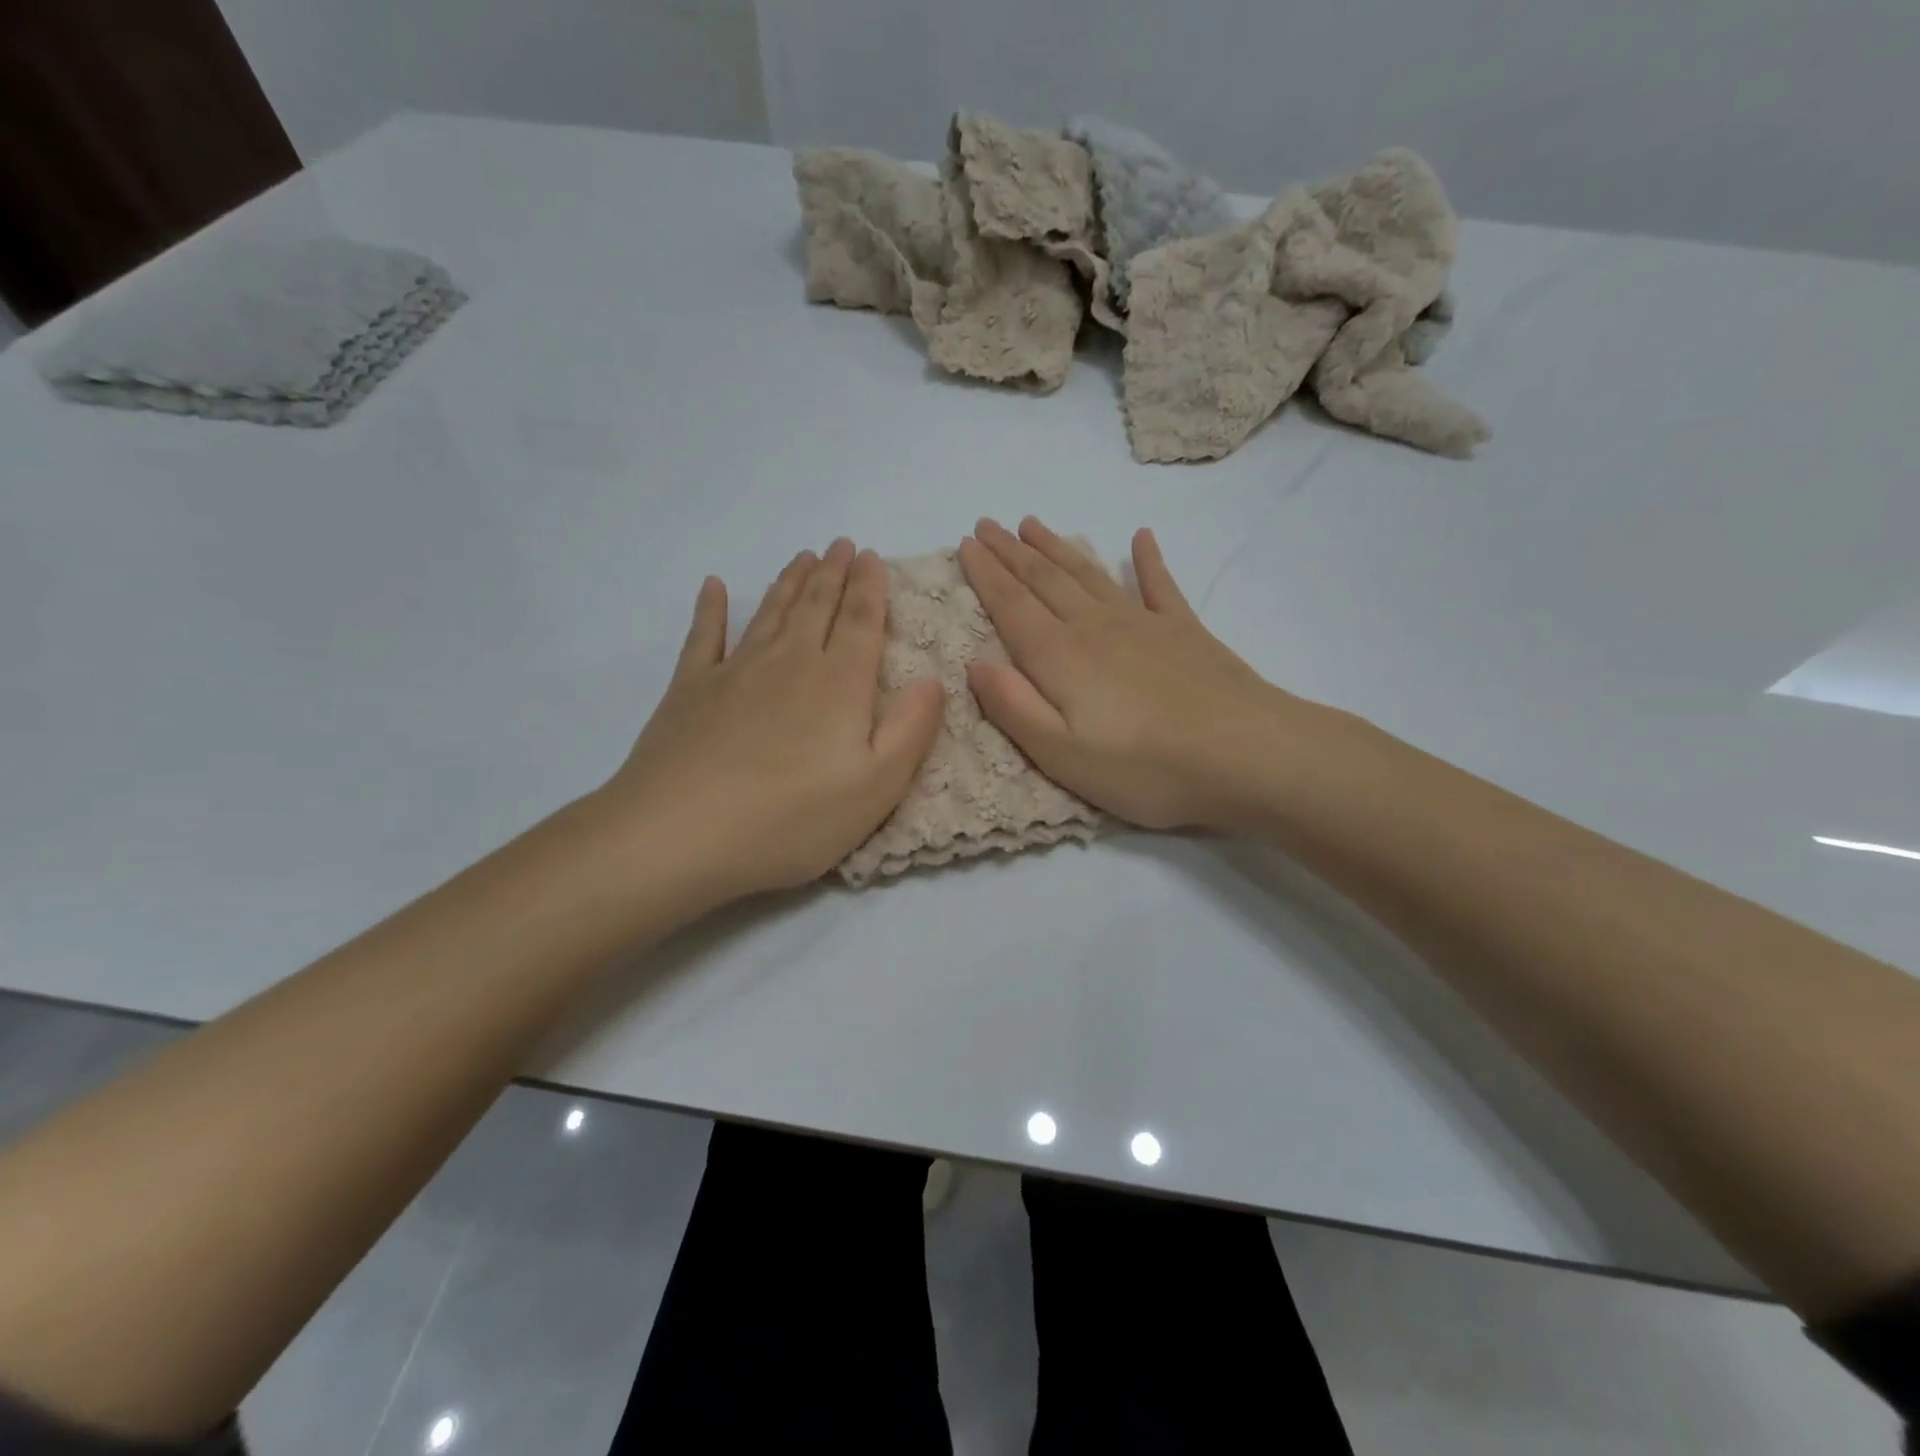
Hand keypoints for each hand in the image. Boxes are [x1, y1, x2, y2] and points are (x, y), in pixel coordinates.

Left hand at [599, 538, 943, 902]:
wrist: (678, 836)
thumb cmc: (790, 819)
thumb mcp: (875, 788)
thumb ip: (910, 730)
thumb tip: (933, 679)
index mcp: (838, 684)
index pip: (860, 621)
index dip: (869, 587)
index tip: (871, 557)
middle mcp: (788, 662)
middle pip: (815, 606)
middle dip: (832, 572)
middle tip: (840, 544)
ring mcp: (734, 672)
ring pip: (770, 612)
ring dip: (789, 582)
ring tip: (802, 556)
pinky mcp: (689, 690)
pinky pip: (704, 636)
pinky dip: (712, 609)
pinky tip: (715, 587)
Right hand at [957, 517, 1301, 831]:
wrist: (1247, 756)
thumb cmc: (1145, 768)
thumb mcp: (1062, 755)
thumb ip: (1013, 708)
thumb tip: (974, 663)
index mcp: (1061, 658)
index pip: (1011, 606)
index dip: (985, 574)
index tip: (965, 543)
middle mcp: (1096, 627)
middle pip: (1045, 580)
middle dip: (1011, 551)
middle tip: (987, 524)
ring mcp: (1144, 624)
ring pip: (1089, 574)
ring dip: (1058, 547)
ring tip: (1033, 524)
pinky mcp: (1185, 632)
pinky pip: (1160, 585)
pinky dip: (1148, 560)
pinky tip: (1141, 537)